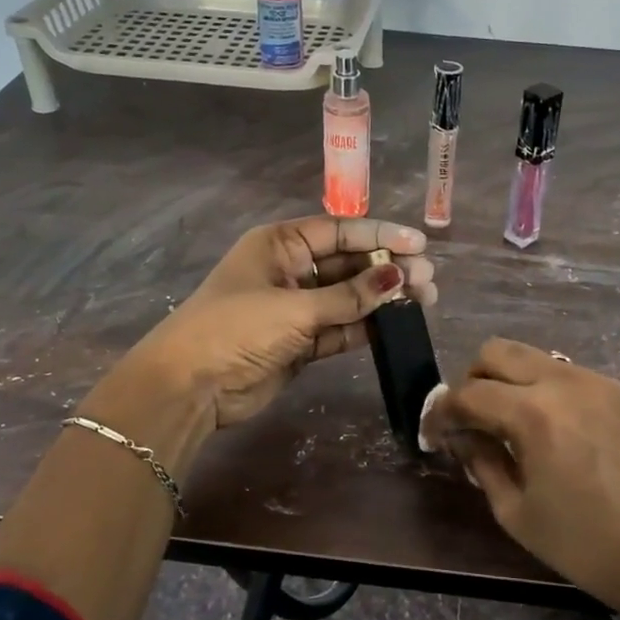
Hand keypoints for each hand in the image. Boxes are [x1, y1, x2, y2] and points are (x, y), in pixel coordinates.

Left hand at [112, 216, 435, 430]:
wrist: (192, 387)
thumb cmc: (236, 328)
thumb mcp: (295, 307)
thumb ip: (350, 296)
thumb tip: (399, 277)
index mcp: (280, 244)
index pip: (339, 232)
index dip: (380, 235)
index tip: (419, 244)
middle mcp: (291, 270)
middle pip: (349, 264)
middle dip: (387, 269)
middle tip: (428, 279)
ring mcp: (296, 308)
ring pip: (349, 298)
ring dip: (382, 299)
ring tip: (424, 300)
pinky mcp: (301, 342)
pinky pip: (341, 327)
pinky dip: (366, 326)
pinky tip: (397, 323)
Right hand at [421, 338, 619, 619]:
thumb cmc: (585, 545)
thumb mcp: (517, 513)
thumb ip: (482, 463)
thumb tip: (463, 437)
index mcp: (534, 415)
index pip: (468, 393)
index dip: (442, 413)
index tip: (435, 435)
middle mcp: (563, 382)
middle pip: (497, 351)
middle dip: (472, 381)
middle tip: (471, 420)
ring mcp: (596, 381)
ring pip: (532, 356)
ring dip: (508, 381)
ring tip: (508, 424)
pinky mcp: (618, 392)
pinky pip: (564, 372)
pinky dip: (542, 388)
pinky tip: (549, 428)